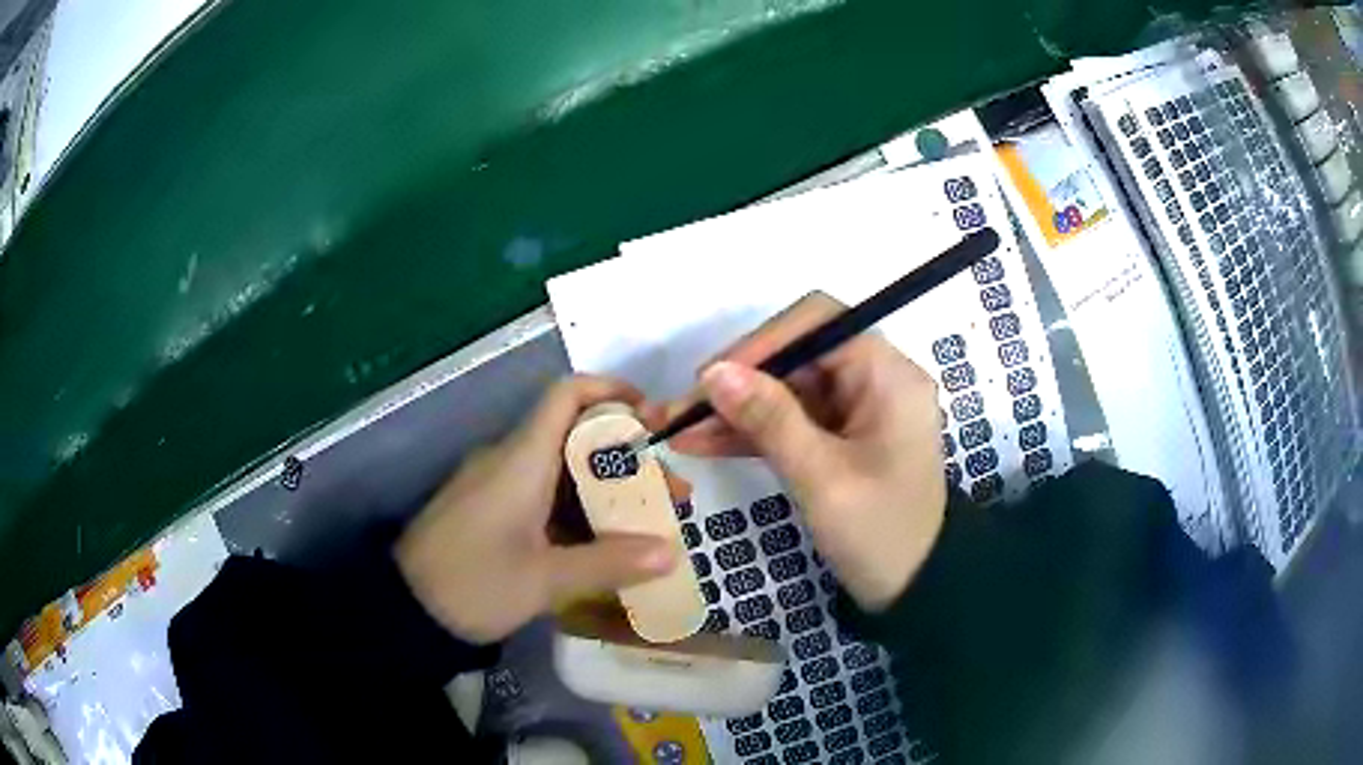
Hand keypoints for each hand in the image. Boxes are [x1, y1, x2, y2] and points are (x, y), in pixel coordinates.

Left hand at [397, 376, 677, 642]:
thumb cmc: (472, 584)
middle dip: (628, 460)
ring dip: (607, 491)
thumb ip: (608, 563)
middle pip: (576, 437)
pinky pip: (545, 497)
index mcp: (521, 460)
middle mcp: (511, 461)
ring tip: (648, 526)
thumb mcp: (544, 580)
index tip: (654, 419)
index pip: (567, 395)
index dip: (613, 392)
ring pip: (563, 471)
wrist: (405, 609)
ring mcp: (499, 486)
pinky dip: (580, 511)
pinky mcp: (492, 511)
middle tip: (670, 495)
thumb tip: (671, 551)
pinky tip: (605, 544)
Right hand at [655, 293, 945, 610]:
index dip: (761, 343)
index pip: (819, 324)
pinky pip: (790, 421)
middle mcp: (875, 379)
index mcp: (889, 375)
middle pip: (796, 356)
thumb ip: (770, 420)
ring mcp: (856, 409)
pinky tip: (703, 443)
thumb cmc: (880, 534)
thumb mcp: (823, 479)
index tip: (710, 377)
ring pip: (786, 390)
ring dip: (735, 409)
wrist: (913, 590)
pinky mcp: (840, 437)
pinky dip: (751, 432)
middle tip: (682, 409)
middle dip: (738, 381)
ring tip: (678, 429)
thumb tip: (714, 372)